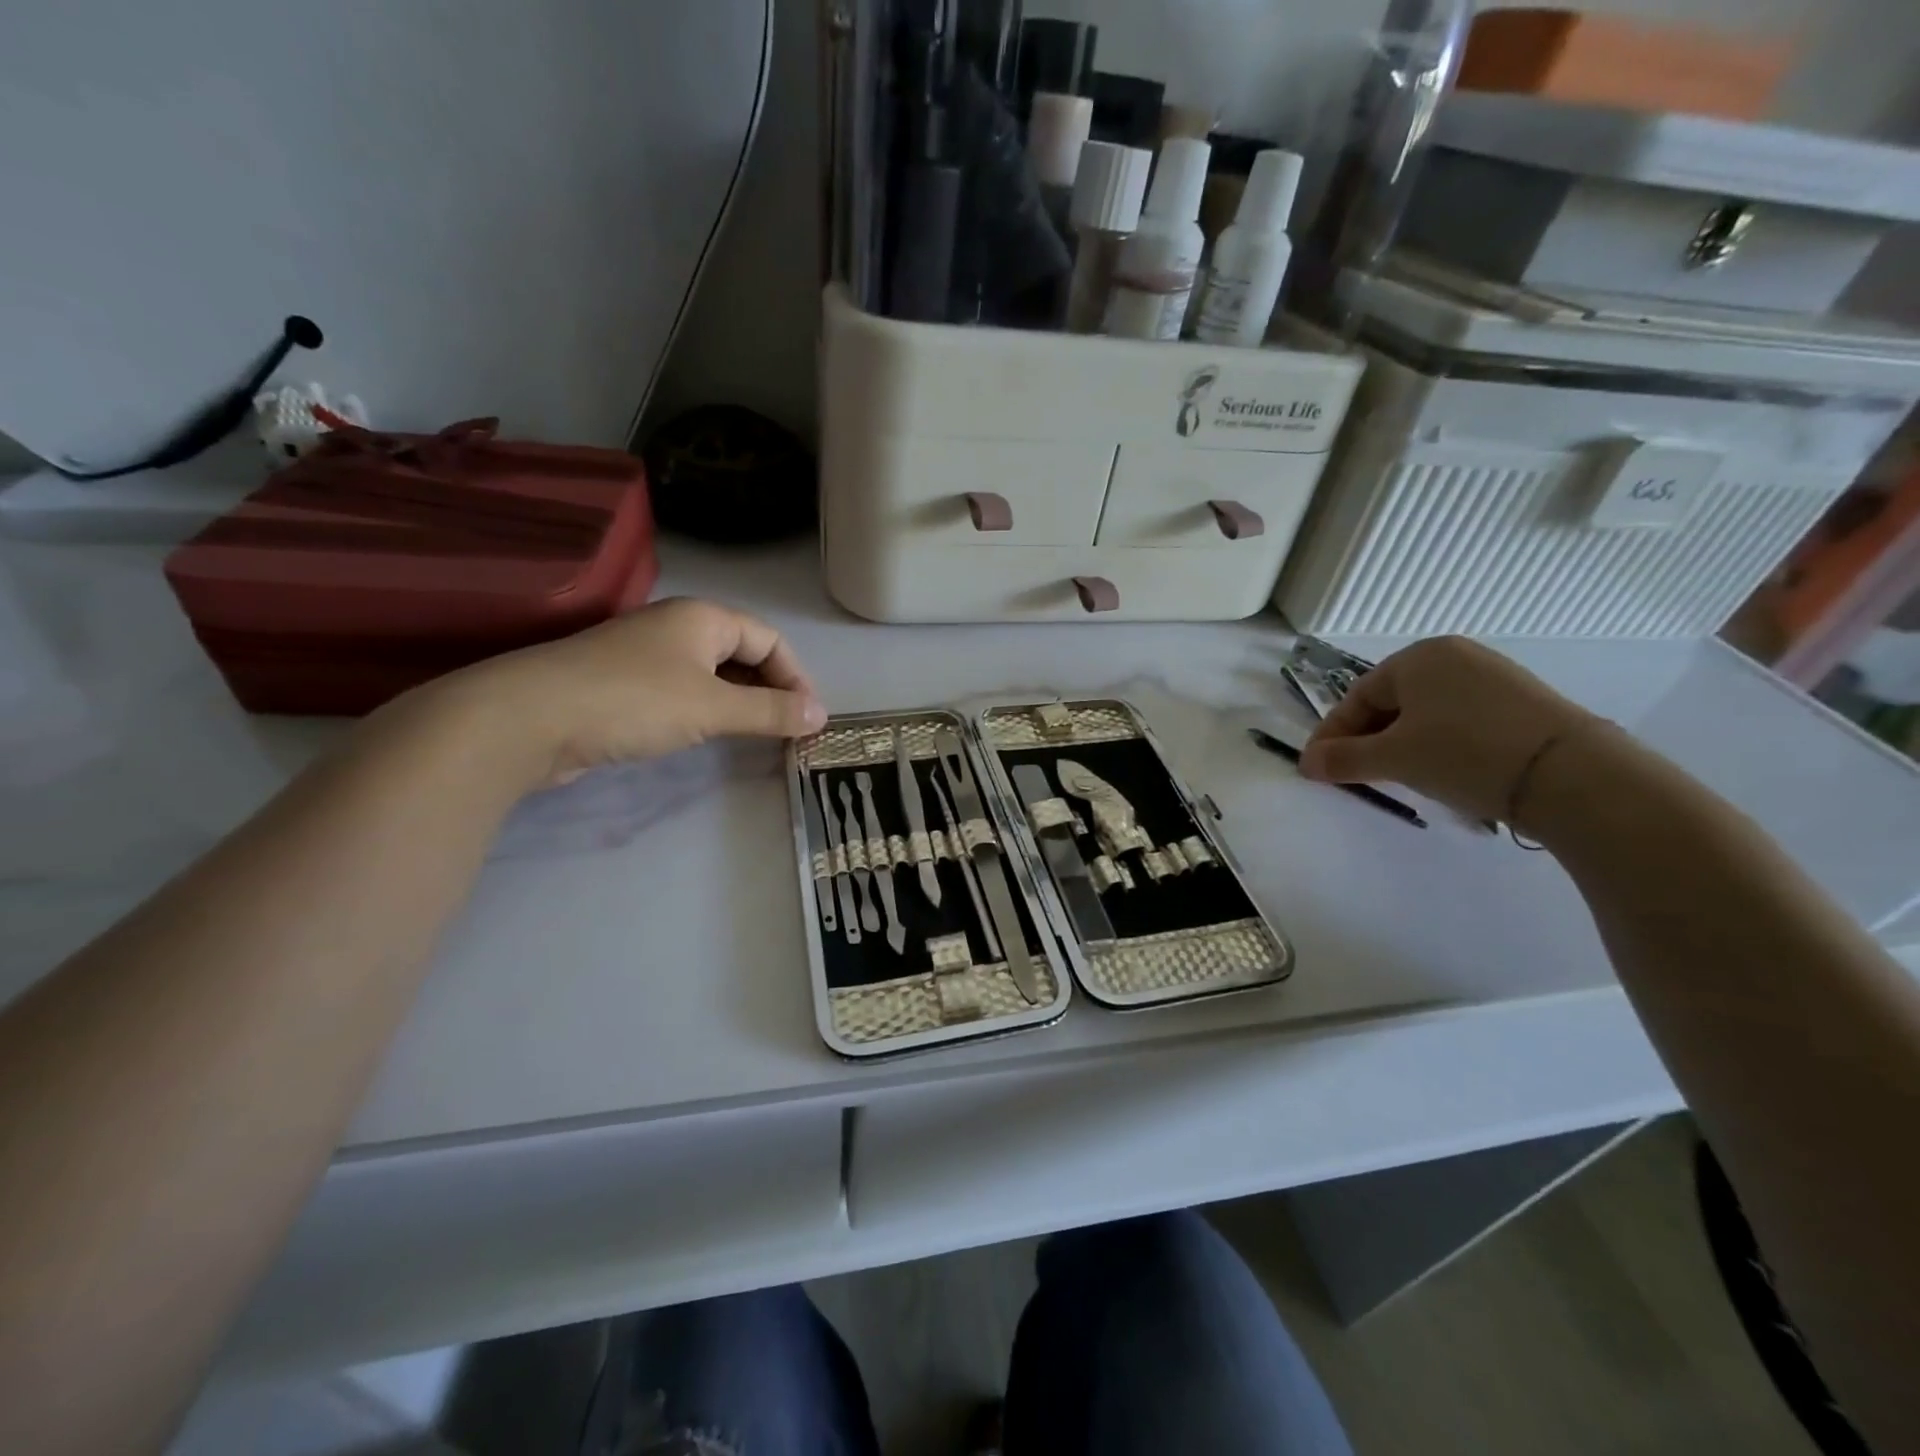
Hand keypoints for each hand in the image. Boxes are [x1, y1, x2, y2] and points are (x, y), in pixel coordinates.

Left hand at [402, 598, 826, 789]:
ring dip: (740, 702)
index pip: (770, 639)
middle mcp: (677, 627)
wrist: (529, 719)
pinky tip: (709, 734)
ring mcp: (647, 655)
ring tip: (759, 736)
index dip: (796, 676)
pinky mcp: (624, 685)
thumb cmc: (633, 700)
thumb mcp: (712, 707)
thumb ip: (770, 712)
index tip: (810, 718)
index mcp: (703, 618)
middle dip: (771, 689)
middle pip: (742, 653)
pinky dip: (708, 710)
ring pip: (712, 674)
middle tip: (790, 731)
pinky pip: (684, 691)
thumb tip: (821, 716)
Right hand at [1299, 636, 1597, 822]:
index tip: (1319, 768)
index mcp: (1418, 657)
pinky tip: (1444, 768)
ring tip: (1398, 775)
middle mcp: (1455, 656)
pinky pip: (1460, 718)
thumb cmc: (1464, 754)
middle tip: (1357, 774)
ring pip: (1427, 712)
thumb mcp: (1394, 759)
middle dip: (1368, 739)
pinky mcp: (1523, 701)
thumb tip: (1306, 763)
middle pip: (1392, 701)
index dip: (1333, 734)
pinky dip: (1440, 742)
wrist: (1572, 774)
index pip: (1358, 697)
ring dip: (1402, 743)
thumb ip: (1343, 759)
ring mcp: (1494, 676)